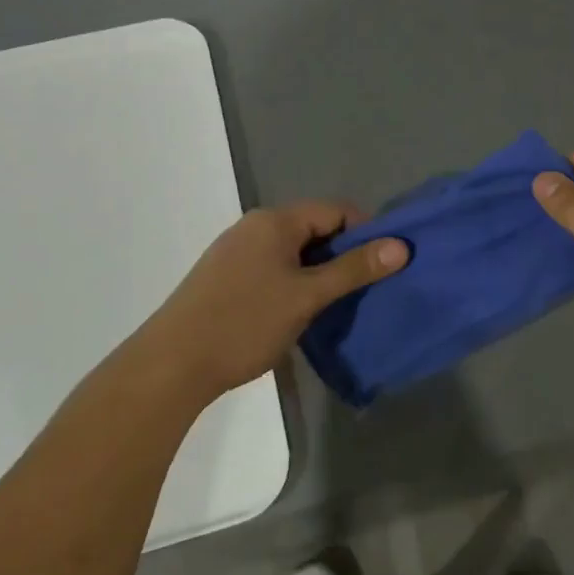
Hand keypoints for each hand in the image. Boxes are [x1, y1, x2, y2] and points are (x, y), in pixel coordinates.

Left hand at [140, 202, 407, 403]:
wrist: (172, 364)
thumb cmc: (245, 322)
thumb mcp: (307, 296)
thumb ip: (354, 269)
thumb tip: (400, 246)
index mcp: (275, 221)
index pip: (335, 210)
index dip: (366, 232)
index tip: (384, 265)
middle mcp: (254, 227)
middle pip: (315, 229)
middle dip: (344, 255)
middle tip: (366, 289)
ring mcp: (236, 252)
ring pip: (294, 252)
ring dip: (320, 273)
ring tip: (339, 304)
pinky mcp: (226, 278)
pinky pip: (274, 269)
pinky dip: (296, 283)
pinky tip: (301, 312)